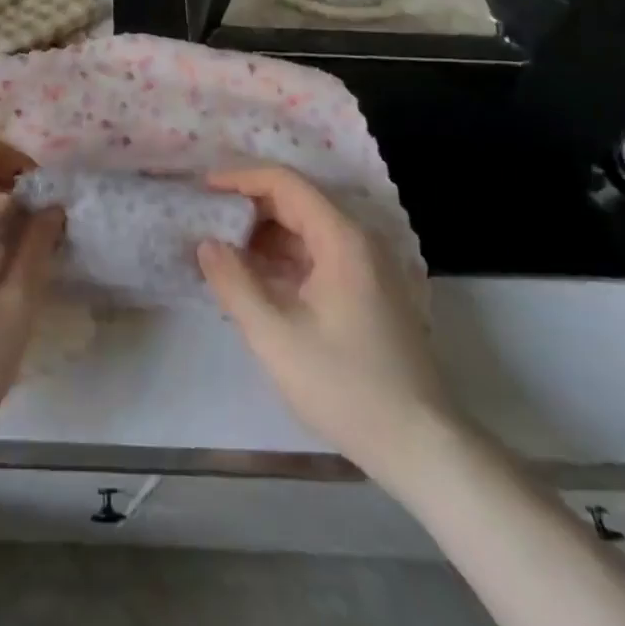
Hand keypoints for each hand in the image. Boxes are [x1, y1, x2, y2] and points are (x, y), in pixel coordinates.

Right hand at [198, 166, 450, 490]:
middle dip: (248, 206)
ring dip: (264, 234)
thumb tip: (206, 244)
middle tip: (206, 220)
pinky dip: (283, 258)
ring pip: (306, 229)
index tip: (203, 188)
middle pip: (296, 201)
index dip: (240, 178)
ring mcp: (368, 265)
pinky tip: (255, 278)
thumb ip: (234, 283)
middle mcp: (358, 240)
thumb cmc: (346, 386)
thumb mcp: (276, 336)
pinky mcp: (369, 291)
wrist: (421, 447)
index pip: (284, 182)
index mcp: (341, 238)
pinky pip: (318, 255)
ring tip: (222, 249)